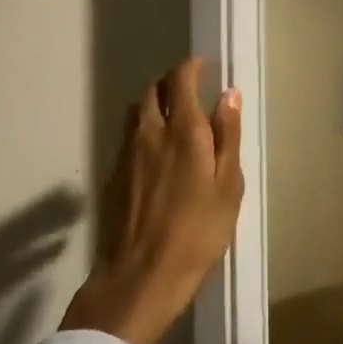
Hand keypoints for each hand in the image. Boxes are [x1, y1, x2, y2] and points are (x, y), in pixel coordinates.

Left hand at [61, 58, 243, 343]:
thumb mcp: (228, 187)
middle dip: (171, 83)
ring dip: (153, 104)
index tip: (202, 67)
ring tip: (171, 120)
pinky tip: (154, 154)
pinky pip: (127, 136)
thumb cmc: (197, 233)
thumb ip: (228, 136)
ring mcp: (126, 152)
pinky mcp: (113, 174)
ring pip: (136, 111)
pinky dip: (142, 130)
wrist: (140, 276)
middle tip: (190, 93)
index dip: (190, 67)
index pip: (180, 80)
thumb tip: (229, 94)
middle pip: (153, 90)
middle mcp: (150, 131)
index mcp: (183, 131)